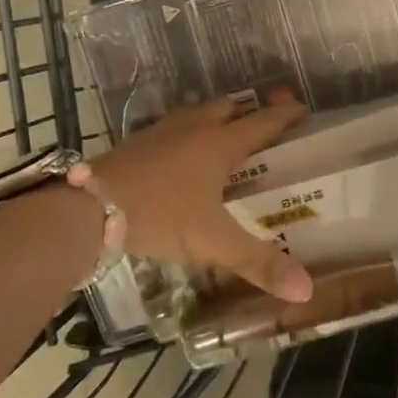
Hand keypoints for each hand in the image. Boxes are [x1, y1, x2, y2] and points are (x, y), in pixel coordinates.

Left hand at [93, 94, 312, 302]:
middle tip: (265, 126)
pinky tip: (184, 155)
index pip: (261, 123)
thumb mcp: (212, 242)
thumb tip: (306, 289)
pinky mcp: (140, 140)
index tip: (303, 108)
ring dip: (218, 119)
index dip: (284, 116)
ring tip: (227, 137)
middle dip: (249, 113)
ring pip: (200, 114)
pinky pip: (177, 127)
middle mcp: (195, 127)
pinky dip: (191, 132)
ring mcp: (164, 130)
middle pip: (230, 109)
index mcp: (219, 144)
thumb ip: (258, 263)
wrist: (90, 206)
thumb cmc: (160, 216)